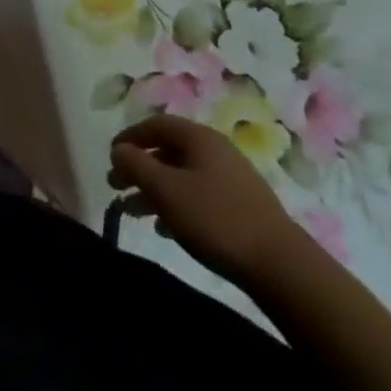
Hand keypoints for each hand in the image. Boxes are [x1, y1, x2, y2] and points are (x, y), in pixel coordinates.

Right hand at [108, 114, 307, 284]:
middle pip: (168, 151)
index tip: (110, 156)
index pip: (156, 125)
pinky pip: (199, 195)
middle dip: (139, 168)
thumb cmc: (215, 219)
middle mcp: (216, 151)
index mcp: (199, 138)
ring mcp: (233, 179)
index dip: (129, 137)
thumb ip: (135, 164)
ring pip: (182, 176)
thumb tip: (119, 149)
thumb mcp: (164, 189)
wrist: (281, 266)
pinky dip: (177, 205)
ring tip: (134, 212)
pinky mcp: (242, 207)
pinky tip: (166, 228)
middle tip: (116, 186)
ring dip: (155, 189)